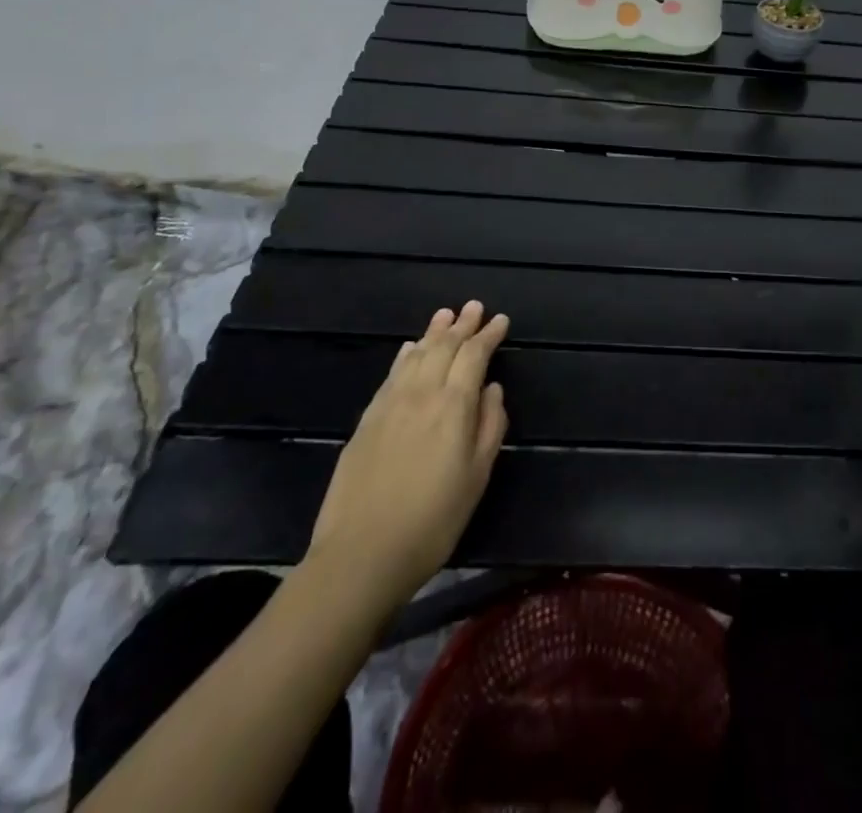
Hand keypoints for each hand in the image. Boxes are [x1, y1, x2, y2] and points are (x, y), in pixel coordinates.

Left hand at [306, 301, 509, 613]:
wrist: (361, 554)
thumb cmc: (433, 521)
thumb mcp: (477, 477)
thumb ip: (490, 426)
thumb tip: (492, 389)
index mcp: (453, 406)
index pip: (474, 356)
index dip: (488, 335)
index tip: (500, 320)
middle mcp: (421, 394)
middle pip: (444, 347)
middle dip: (462, 325)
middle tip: (474, 307)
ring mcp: (389, 404)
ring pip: (416, 355)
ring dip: (433, 332)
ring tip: (445, 315)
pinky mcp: (366, 420)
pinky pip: (391, 374)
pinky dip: (405, 355)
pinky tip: (409, 348)